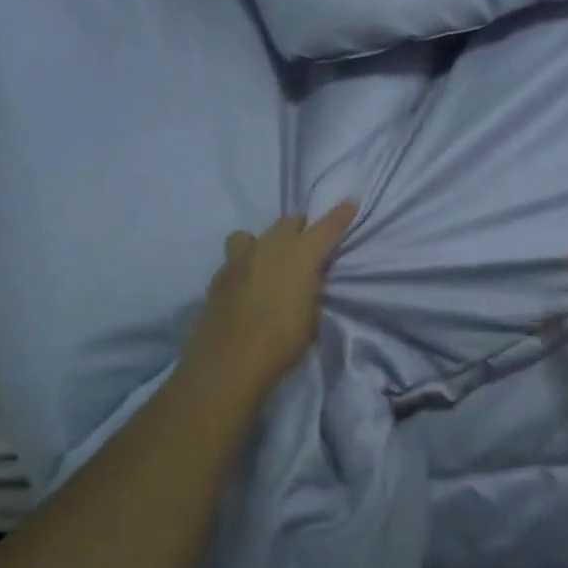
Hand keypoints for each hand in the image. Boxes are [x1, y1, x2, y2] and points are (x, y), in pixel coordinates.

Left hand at [182, 202, 358, 397]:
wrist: (229, 363)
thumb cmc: (283, 341)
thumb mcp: (312, 315)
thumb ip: (311, 289)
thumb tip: (308, 281)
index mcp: (301, 254)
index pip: (327, 226)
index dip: (341, 214)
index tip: (349, 204)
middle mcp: (270, 246)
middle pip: (289, 222)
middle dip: (301, 228)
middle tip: (307, 244)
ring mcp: (240, 258)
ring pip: (254, 234)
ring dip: (267, 241)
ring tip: (270, 261)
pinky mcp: (218, 276)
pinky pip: (236, 257)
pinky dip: (246, 264)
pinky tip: (248, 284)